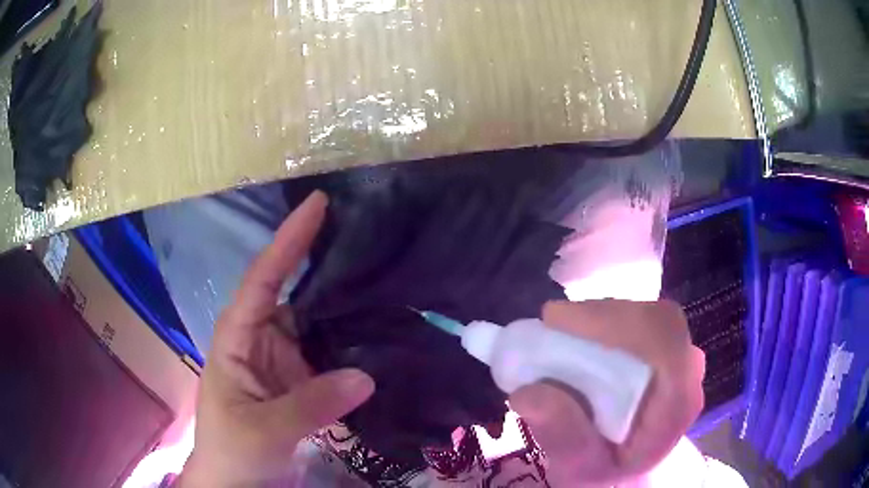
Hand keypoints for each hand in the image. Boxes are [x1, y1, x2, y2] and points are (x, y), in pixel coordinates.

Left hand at [178, 192, 375, 486]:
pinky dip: (353, 342)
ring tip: (386, 276)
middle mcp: (263, 338)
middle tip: (369, 234)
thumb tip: (366, 376)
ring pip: (318, 322)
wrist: (237, 483)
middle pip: (296, 291)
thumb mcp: (264, 431)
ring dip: (346, 304)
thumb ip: (311, 405)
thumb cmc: (232, 451)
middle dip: (325, 262)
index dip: (289, 240)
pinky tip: (382, 331)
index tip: (319, 204)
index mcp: (238, 336)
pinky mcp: (304, 380)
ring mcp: (286, 360)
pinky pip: (331, 353)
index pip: (263, 277)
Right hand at [511, 300, 704, 486]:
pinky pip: (641, 320)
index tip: (555, 320)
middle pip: (653, 320)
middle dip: (600, 317)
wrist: (635, 471)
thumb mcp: (580, 468)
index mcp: (678, 402)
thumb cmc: (612, 471)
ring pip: (646, 314)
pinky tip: (581, 336)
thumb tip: (526, 393)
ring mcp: (681, 355)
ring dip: (601, 317)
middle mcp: (689, 371)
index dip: (612, 320)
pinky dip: (607, 321)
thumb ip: (562, 437)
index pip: (662, 340)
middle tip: (551, 326)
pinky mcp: (667, 349)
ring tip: (560, 332)